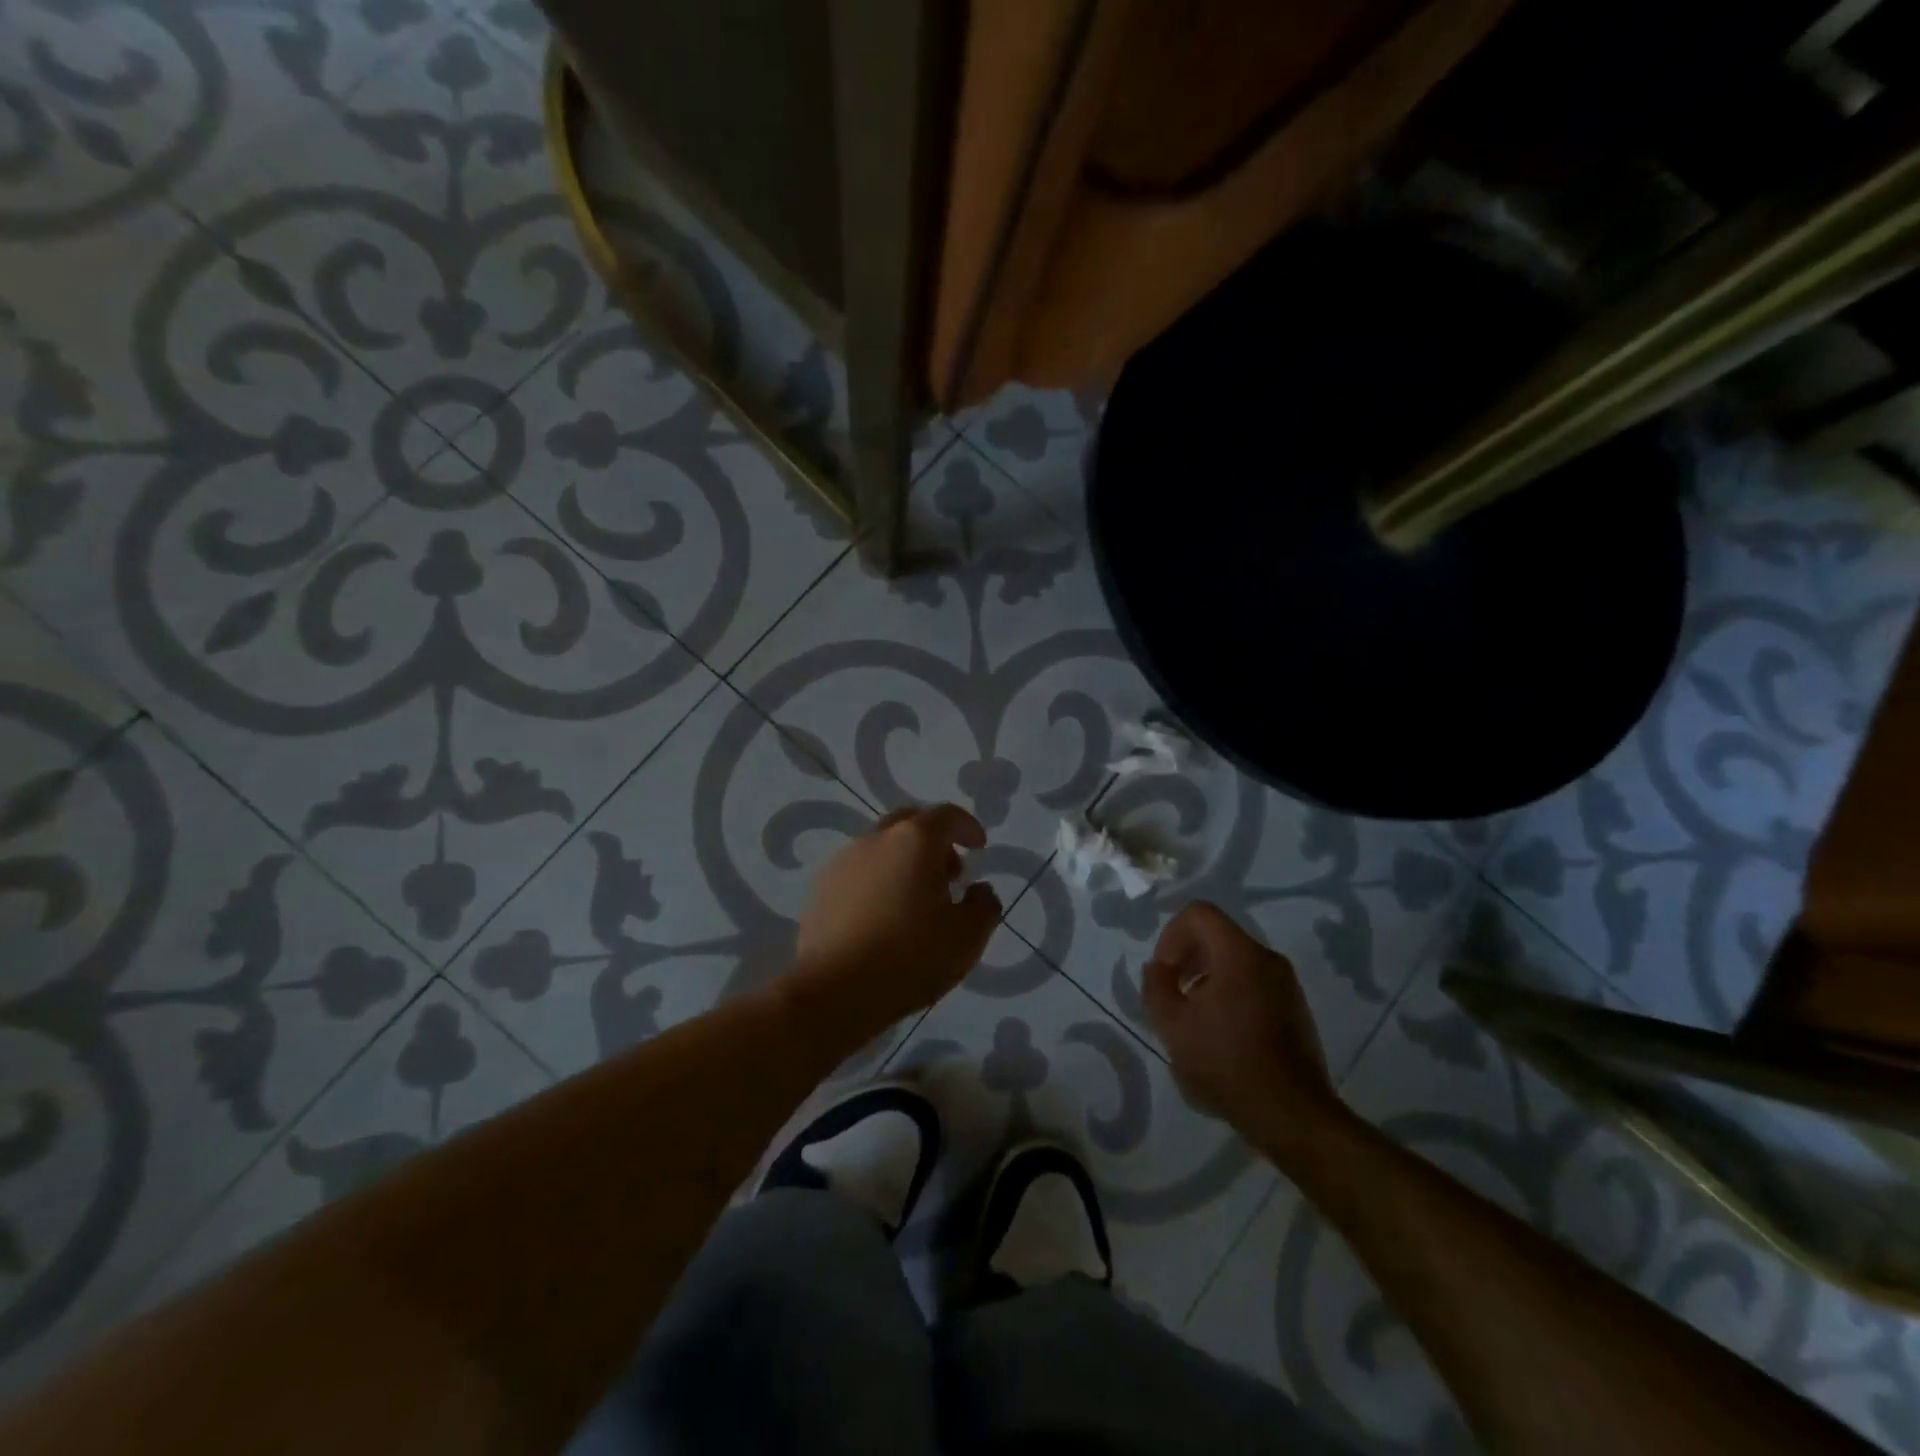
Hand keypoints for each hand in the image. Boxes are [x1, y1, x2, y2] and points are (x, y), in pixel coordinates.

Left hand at [792, 803, 1002, 1030]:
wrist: (833, 990)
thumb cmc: (910, 956)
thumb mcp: (967, 937)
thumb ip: (984, 905)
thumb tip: (979, 890)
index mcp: (914, 840)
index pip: (947, 815)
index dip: (967, 827)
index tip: (979, 848)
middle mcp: (876, 840)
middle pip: (910, 823)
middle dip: (935, 841)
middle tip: (950, 874)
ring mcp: (843, 862)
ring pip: (882, 848)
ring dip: (905, 862)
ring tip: (917, 902)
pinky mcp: (821, 889)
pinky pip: (859, 872)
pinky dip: (879, 881)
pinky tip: (884, 917)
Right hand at [1141, 901, 1350, 1162]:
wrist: (1292, 1115)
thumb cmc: (1226, 1063)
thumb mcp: (1172, 1026)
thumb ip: (1156, 987)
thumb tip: (1158, 969)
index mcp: (1239, 954)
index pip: (1199, 913)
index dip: (1171, 935)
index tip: (1164, 972)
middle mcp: (1268, 959)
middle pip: (1217, 935)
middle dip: (1187, 957)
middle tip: (1172, 993)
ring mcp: (1286, 984)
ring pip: (1236, 960)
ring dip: (1206, 977)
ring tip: (1193, 1017)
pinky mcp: (1296, 1009)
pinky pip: (1254, 982)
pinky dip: (1229, 992)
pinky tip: (1220, 1033)